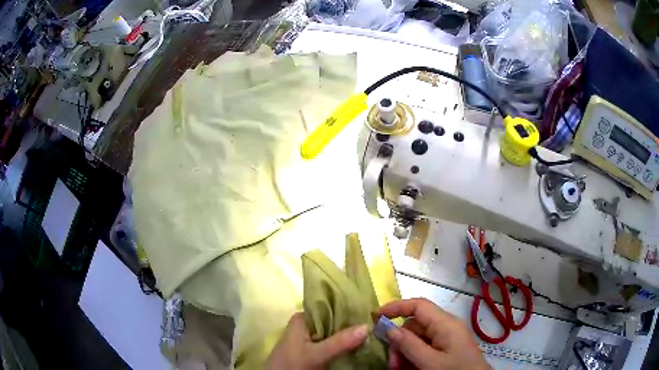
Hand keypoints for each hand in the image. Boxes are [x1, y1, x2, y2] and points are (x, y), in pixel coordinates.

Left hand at [266, 313, 368, 369]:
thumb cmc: (292, 365)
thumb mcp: (316, 354)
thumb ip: (340, 342)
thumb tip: (367, 326)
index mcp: (303, 318)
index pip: (330, 305)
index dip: (349, 308)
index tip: (370, 312)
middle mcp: (307, 324)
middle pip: (333, 320)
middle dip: (352, 324)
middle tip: (374, 325)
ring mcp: (310, 337)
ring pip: (334, 332)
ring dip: (349, 335)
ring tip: (371, 334)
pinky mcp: (313, 349)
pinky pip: (332, 343)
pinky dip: (344, 344)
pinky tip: (358, 346)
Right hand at [376, 298, 489, 369]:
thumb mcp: (430, 362)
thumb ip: (410, 345)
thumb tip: (389, 328)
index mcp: (445, 324)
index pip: (418, 305)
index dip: (396, 307)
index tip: (375, 316)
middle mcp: (446, 327)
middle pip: (414, 326)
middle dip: (399, 343)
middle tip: (392, 364)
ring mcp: (446, 339)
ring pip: (417, 340)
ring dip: (404, 354)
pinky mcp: (446, 349)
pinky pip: (424, 349)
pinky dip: (413, 358)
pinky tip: (409, 369)